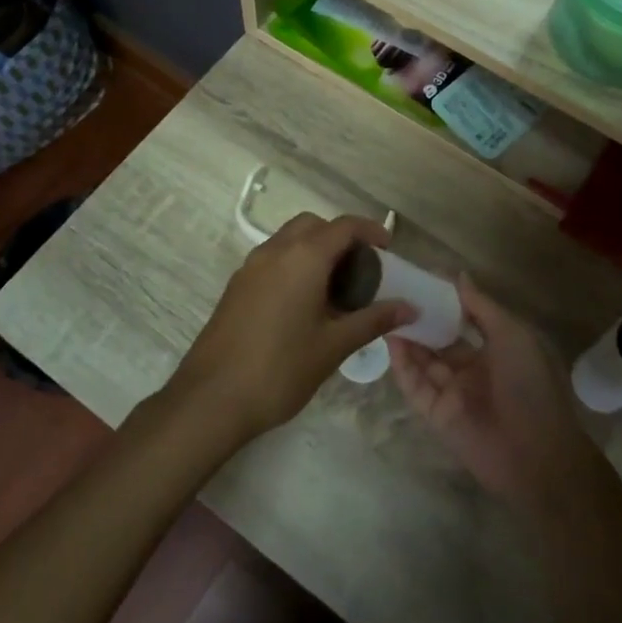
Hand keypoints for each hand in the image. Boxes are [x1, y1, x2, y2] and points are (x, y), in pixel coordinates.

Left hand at [164, 214, 415, 446]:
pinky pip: (273, 258)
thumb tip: (410, 308)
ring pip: (289, 239)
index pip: (344, 226)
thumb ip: (373, 320)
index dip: (370, 231)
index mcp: (303, 257)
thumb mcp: (334, 346)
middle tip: (360, 269)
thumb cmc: (280, 369)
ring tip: (335, 287)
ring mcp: (251, 266)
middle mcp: (275, 250)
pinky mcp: (237, 285)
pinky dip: (294, 263)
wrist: (211, 398)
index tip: (388, 249)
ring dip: (315, 249)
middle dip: (340, 237)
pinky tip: (304, 302)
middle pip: (313, 225)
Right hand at [389, 275, 594, 506]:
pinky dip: (402, 365)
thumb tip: (459, 276)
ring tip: (385, 309)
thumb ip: (482, 306)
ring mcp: (453, 393)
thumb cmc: (530, 385)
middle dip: (421, 319)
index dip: (444, 302)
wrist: (536, 454)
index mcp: (496, 349)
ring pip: (424, 361)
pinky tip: (390, 340)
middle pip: (440, 340)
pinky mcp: (436, 415)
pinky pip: (415, 386)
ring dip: (407, 338)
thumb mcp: (512, 335)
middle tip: (395, 292)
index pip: (464, 321)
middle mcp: (473, 369)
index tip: (421, 279)